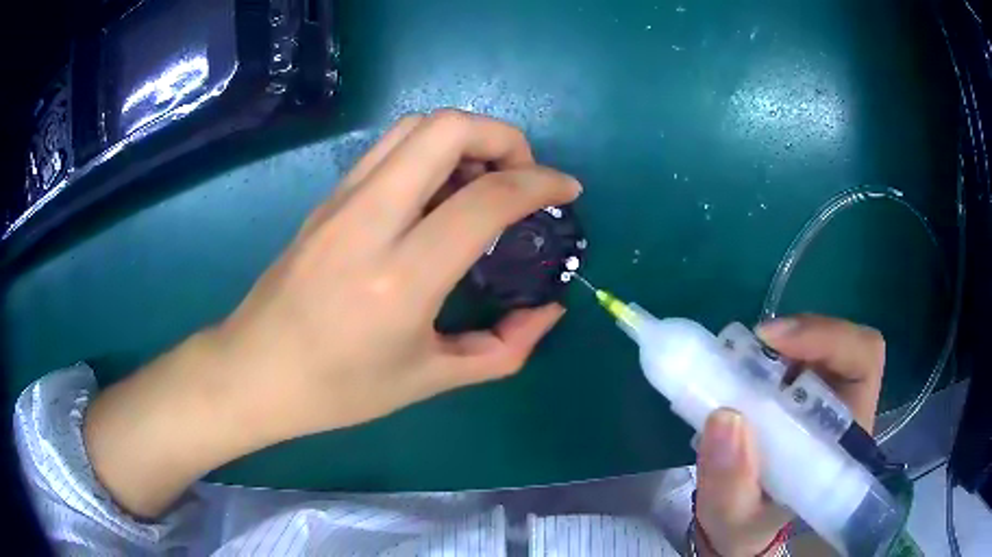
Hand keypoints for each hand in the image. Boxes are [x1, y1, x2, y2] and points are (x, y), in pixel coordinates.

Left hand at [84, 110, 580, 516]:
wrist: (253, 371)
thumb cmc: (337, 390)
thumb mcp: (429, 381)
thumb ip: (503, 348)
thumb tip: (547, 311)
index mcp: (399, 278)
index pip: (486, 198)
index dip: (541, 183)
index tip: (567, 190)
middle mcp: (369, 221)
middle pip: (446, 128)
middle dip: (503, 137)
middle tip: (522, 175)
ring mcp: (341, 200)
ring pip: (415, 126)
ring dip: (464, 136)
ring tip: (484, 178)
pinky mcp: (327, 198)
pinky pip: (389, 147)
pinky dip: (430, 149)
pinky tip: (438, 190)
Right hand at [694, 315, 885, 556]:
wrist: (743, 523)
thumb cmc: (747, 523)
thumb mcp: (732, 516)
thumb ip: (730, 481)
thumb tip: (725, 416)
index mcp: (845, 441)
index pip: (864, 362)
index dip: (829, 338)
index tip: (774, 344)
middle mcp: (844, 410)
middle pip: (846, 342)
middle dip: (802, 335)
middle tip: (754, 345)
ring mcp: (825, 397)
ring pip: (820, 341)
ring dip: (782, 342)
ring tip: (741, 358)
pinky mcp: (804, 391)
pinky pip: (795, 353)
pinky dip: (769, 351)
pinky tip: (743, 368)